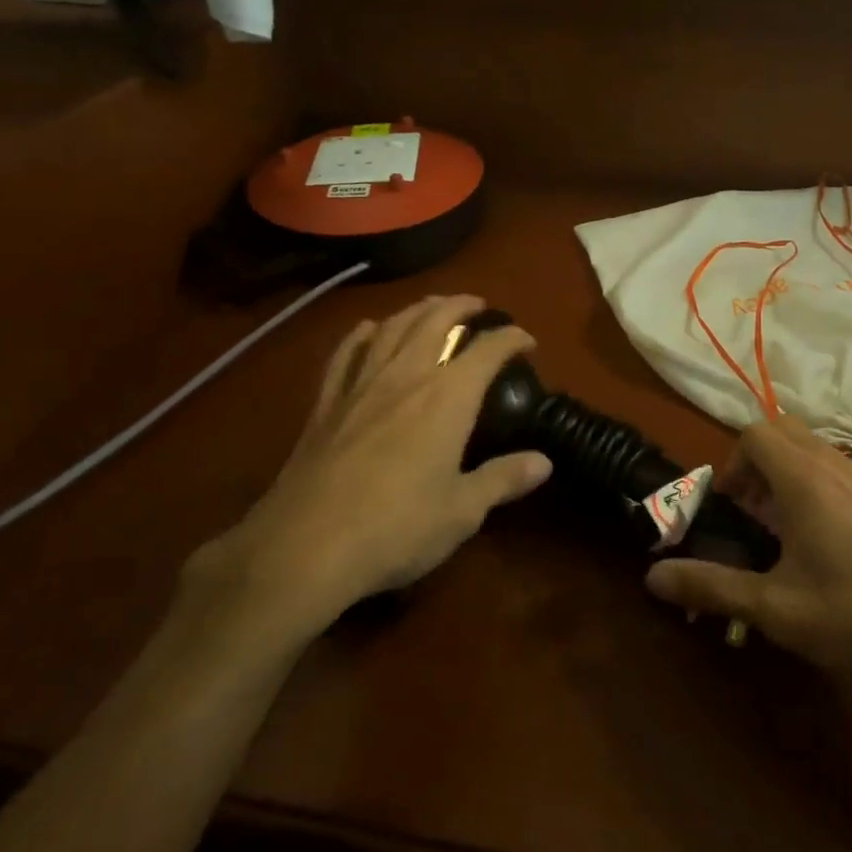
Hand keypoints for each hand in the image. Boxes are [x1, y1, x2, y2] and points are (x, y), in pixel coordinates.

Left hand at [181, 296, 551, 655]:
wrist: (306, 546)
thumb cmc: (397, 528)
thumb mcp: (463, 511)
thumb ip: (504, 479)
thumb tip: (545, 462)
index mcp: (448, 397)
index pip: (488, 350)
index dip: (511, 338)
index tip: (526, 341)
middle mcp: (406, 376)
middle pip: (436, 321)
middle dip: (462, 306)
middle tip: (478, 306)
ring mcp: (361, 385)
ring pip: (392, 327)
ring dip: (417, 309)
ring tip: (432, 305)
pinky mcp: (326, 403)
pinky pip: (345, 353)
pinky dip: (362, 334)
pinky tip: (368, 329)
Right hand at [646, 416, 851, 711]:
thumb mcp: (776, 609)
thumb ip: (712, 587)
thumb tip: (652, 577)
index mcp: (804, 479)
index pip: (754, 433)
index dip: (731, 464)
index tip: (729, 508)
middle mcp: (834, 466)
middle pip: (782, 431)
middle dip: (754, 462)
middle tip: (750, 512)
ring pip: (811, 449)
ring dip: (784, 474)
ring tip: (781, 531)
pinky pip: (835, 470)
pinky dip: (812, 486)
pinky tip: (822, 545)